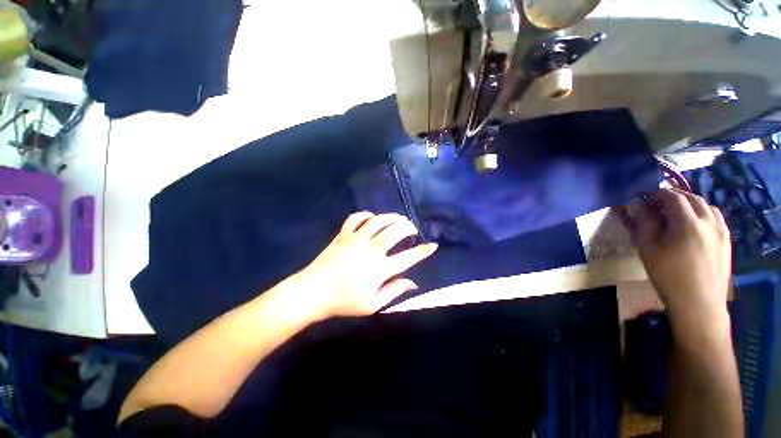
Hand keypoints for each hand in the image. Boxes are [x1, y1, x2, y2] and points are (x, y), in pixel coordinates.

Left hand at [293, 212, 437, 318]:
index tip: (432, 245)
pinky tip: (373, 218)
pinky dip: (367, 215)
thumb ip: (394, 292)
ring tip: (399, 219)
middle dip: (408, 227)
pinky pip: (356, 218)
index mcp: (379, 269)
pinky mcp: (343, 234)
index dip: (422, 251)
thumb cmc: (343, 301)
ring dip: (392, 217)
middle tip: (413, 228)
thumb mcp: (372, 305)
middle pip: (394, 232)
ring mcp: (355, 239)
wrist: (313, 292)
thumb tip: (413, 283)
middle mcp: (370, 250)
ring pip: (378, 221)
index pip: (407, 258)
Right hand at [624, 188, 731, 331]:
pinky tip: (695, 225)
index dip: (658, 193)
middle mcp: (709, 221)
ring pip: (708, 207)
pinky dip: (704, 214)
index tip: (646, 195)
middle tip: (659, 201)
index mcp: (688, 223)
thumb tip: (638, 205)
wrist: (698, 303)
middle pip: (693, 198)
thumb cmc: (668, 275)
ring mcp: (722, 231)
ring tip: (678, 212)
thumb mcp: (648, 249)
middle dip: (675, 196)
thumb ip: (644, 223)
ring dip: (691, 203)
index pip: (673, 197)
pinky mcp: (727, 242)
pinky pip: (716, 219)